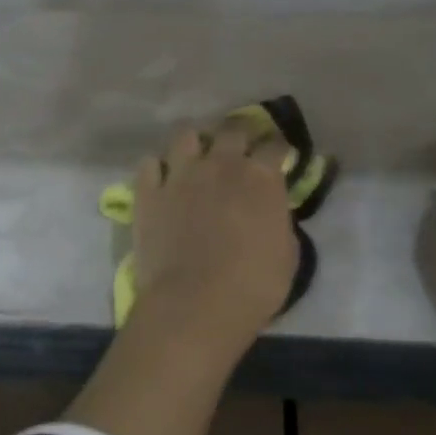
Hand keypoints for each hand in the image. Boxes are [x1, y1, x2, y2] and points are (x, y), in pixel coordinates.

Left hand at [132, 121, 297, 339]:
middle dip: (239, 134)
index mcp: (261, 178)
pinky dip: (157, 168)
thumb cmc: (252, 286)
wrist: (194, 304)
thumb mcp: (287, 255)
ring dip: (195, 141)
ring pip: (186, 135)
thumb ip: (278, 221)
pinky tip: (162, 179)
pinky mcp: (149, 192)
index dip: (278, 147)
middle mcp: (221, 165)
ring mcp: (180, 175)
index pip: (274, 145)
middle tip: (240, 147)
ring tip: (197, 154)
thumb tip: (270, 211)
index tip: (279, 154)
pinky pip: (149, 165)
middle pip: (231, 130)